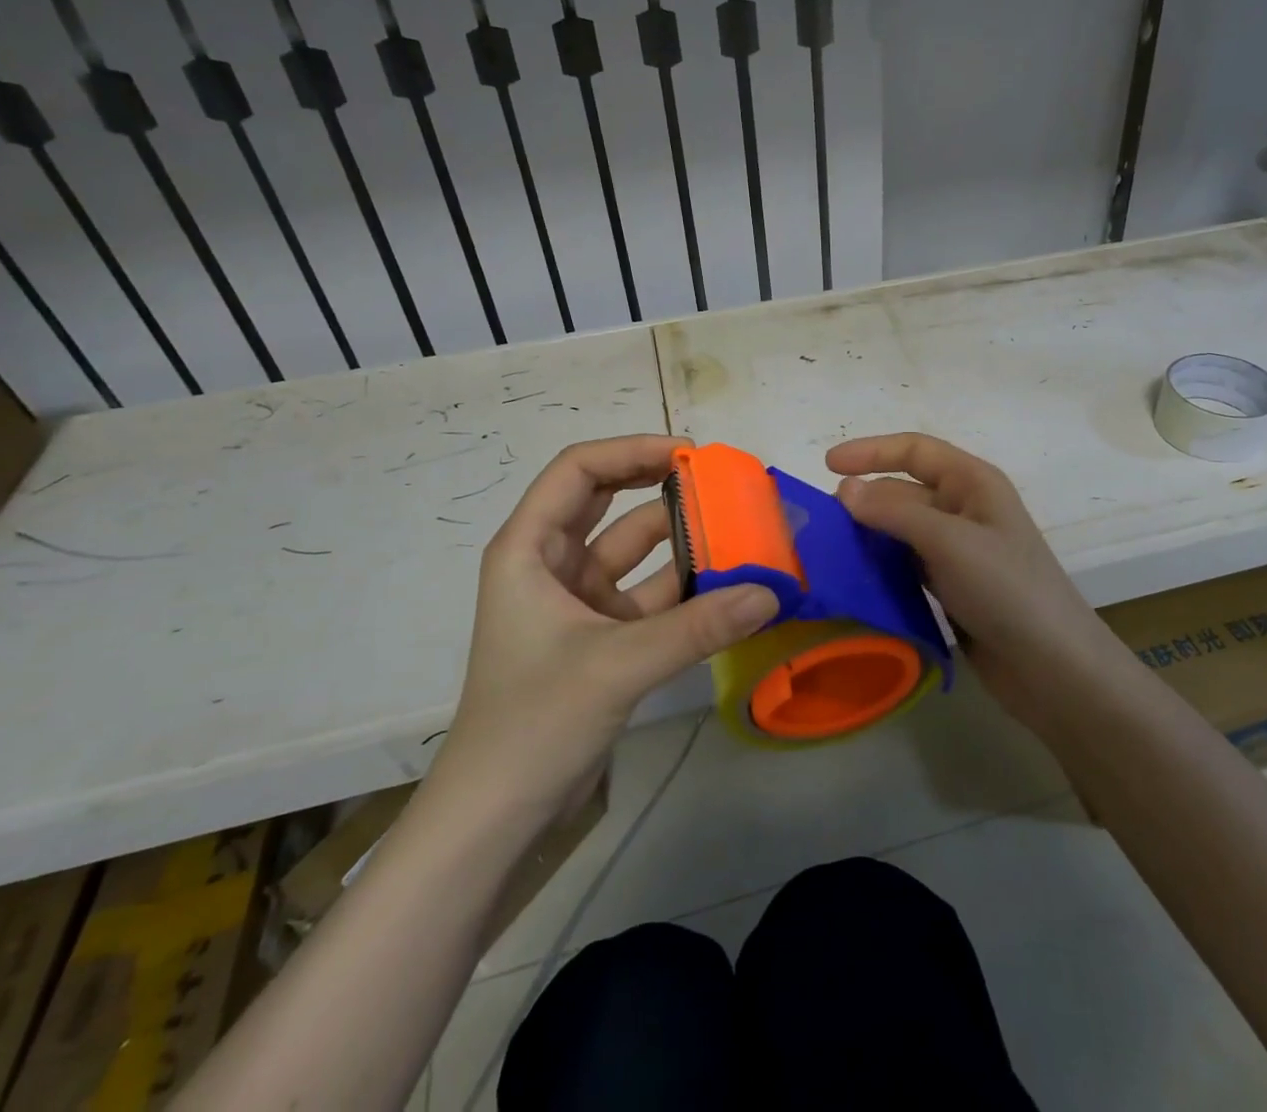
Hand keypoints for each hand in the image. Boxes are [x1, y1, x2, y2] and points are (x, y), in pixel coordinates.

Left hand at [430, 436, 777, 814]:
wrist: (496, 816)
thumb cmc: (534, 723)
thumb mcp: (617, 665)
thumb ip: (697, 627)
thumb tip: (770, 592)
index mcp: (529, 548)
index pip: (578, 470)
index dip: (632, 450)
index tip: (690, 455)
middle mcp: (551, 563)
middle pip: (607, 500)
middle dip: (661, 486)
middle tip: (721, 482)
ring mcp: (577, 601)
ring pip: (635, 550)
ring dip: (681, 540)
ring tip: (740, 530)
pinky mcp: (600, 635)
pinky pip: (648, 594)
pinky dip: (685, 588)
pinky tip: (730, 585)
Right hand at [826, 433, 1116, 734]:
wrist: (1052, 668)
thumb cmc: (1007, 590)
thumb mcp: (950, 542)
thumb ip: (894, 513)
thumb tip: (844, 490)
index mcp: (973, 483)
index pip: (915, 451)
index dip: (871, 451)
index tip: (827, 466)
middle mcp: (965, 509)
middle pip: (904, 491)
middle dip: (864, 500)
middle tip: (819, 523)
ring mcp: (959, 550)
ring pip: (901, 530)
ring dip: (868, 535)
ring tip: (826, 550)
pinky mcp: (951, 586)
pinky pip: (906, 564)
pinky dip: (880, 566)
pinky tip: (854, 578)